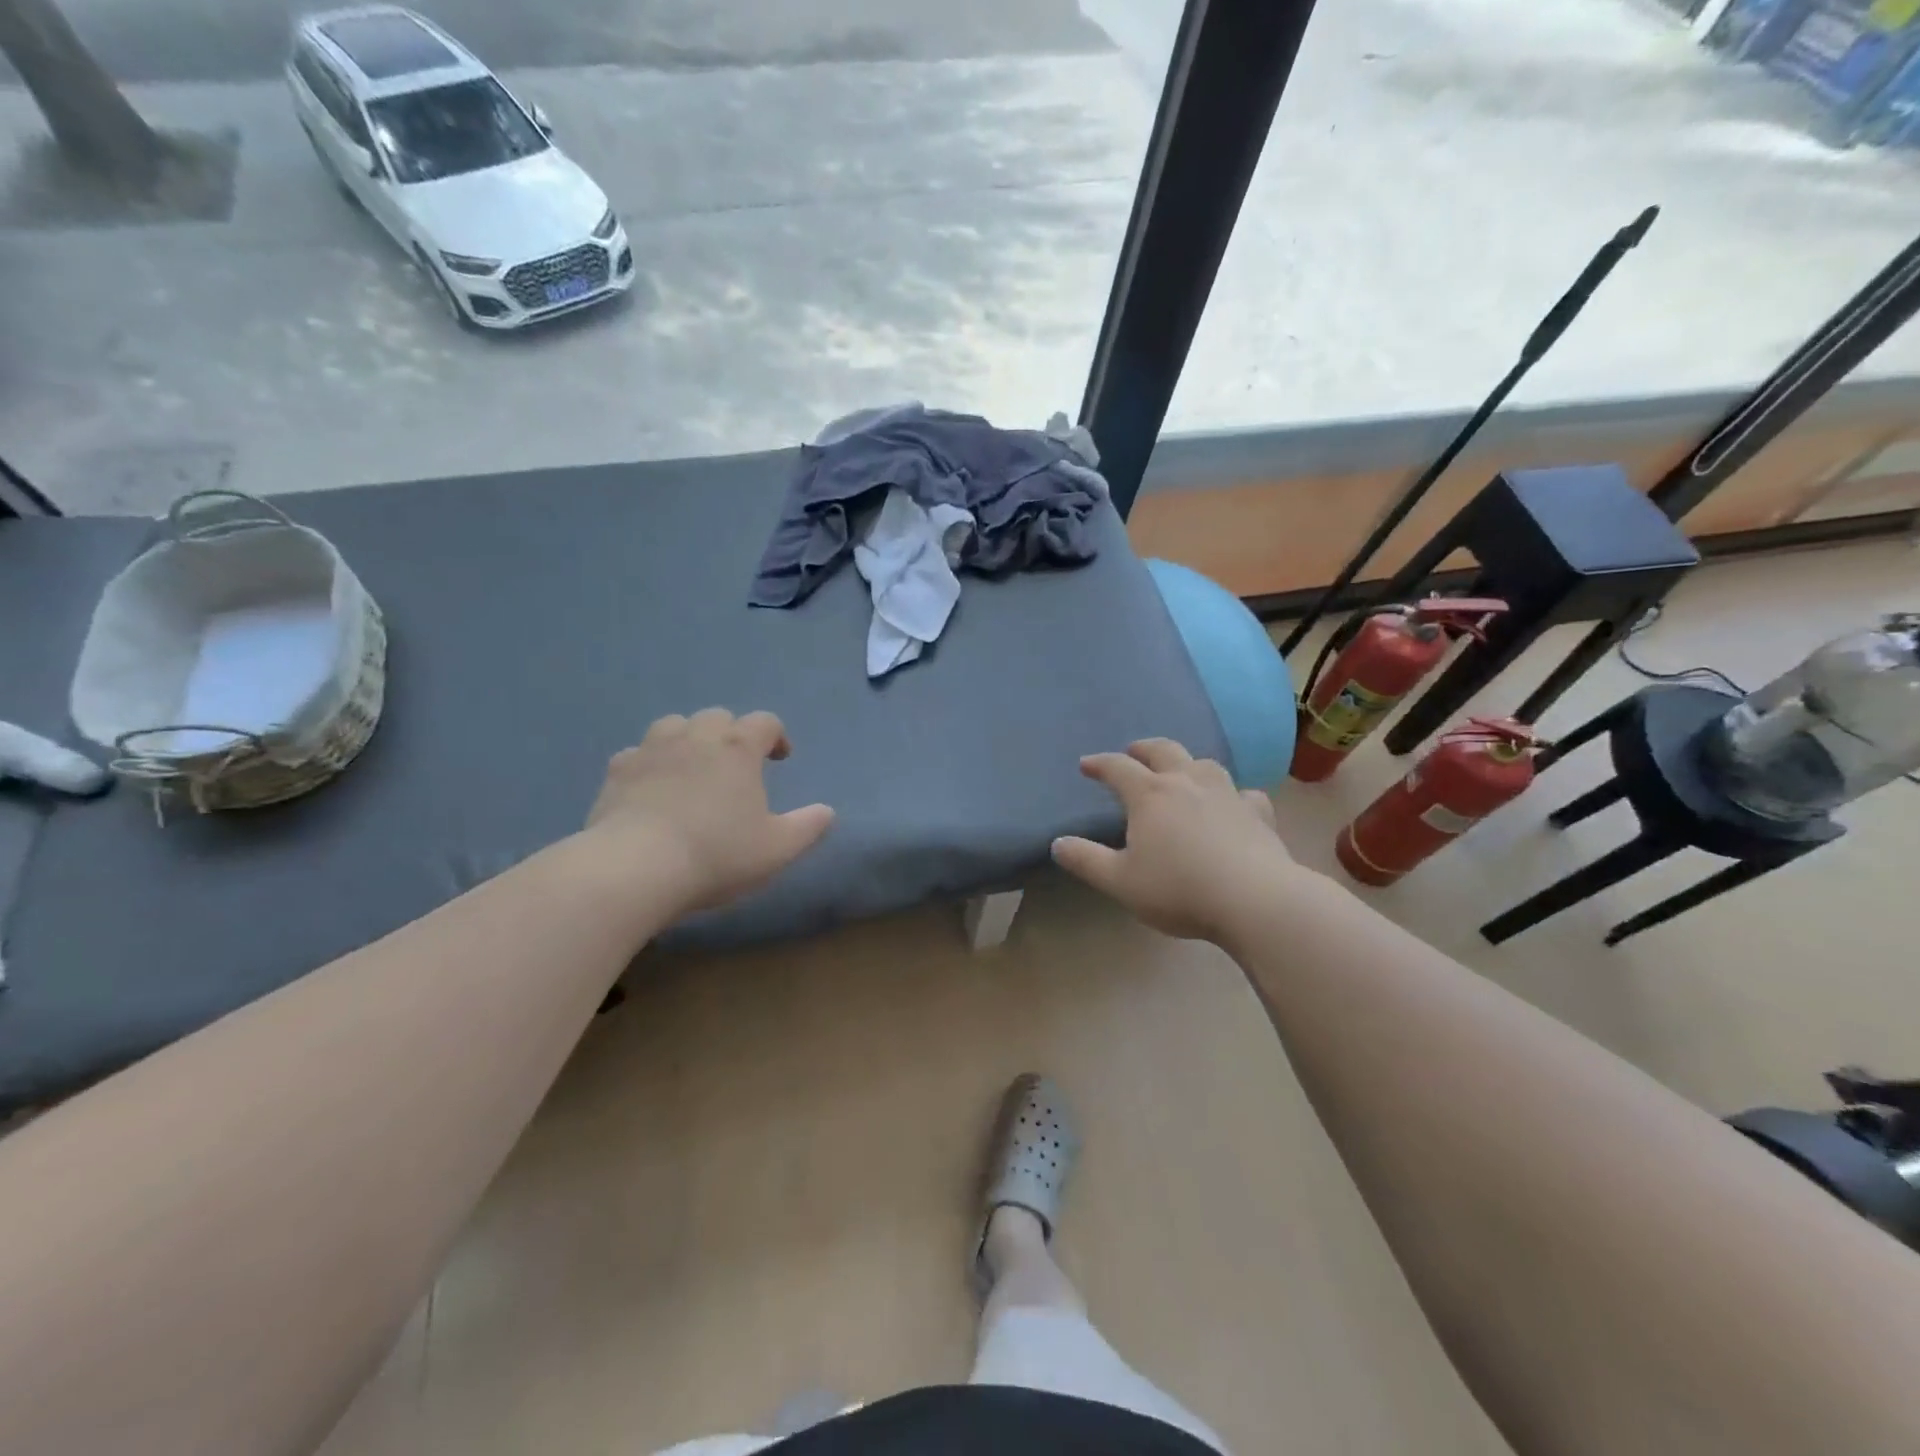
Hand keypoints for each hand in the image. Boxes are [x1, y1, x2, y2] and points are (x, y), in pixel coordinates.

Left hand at [583, 709, 834, 915]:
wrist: (635, 868)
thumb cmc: (717, 854)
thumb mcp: (778, 849)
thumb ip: (808, 826)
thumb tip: (827, 812)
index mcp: (738, 749)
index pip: (764, 722)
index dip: (776, 735)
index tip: (779, 758)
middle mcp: (696, 737)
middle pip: (718, 717)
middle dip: (731, 734)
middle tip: (736, 766)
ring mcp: (652, 750)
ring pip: (674, 725)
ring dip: (689, 738)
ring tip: (693, 767)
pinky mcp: (617, 771)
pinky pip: (637, 753)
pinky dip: (650, 762)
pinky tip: (651, 786)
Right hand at [1051, 738, 1297, 940]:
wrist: (1254, 900)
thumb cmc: (1178, 889)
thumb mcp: (1120, 881)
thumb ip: (1086, 861)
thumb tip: (1057, 844)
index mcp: (1150, 795)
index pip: (1118, 768)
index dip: (1099, 763)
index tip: (1086, 765)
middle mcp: (1187, 783)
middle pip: (1163, 750)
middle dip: (1143, 749)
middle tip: (1133, 752)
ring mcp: (1227, 794)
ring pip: (1204, 764)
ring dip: (1187, 762)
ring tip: (1180, 772)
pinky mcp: (1257, 813)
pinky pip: (1243, 793)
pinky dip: (1233, 794)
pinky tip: (1234, 803)